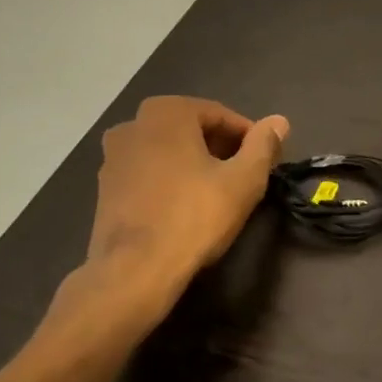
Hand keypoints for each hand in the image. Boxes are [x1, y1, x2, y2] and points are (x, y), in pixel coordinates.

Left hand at [88, 96, 288, 296]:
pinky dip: (168, 180)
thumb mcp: (243, 181)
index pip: (221, 116)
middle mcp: (133, 123)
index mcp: (167, 112)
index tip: (265, 162)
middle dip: (220, 149)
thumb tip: (279, 121)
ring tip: (216, 193)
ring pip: (167, 151)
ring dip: (193, 164)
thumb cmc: (194, 217)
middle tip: (243, 177)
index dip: (248, 138)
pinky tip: (184, 207)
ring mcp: (112, 155)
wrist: (134, 270)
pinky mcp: (103, 187)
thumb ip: (263, 146)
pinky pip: (147, 172)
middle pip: (191, 130)